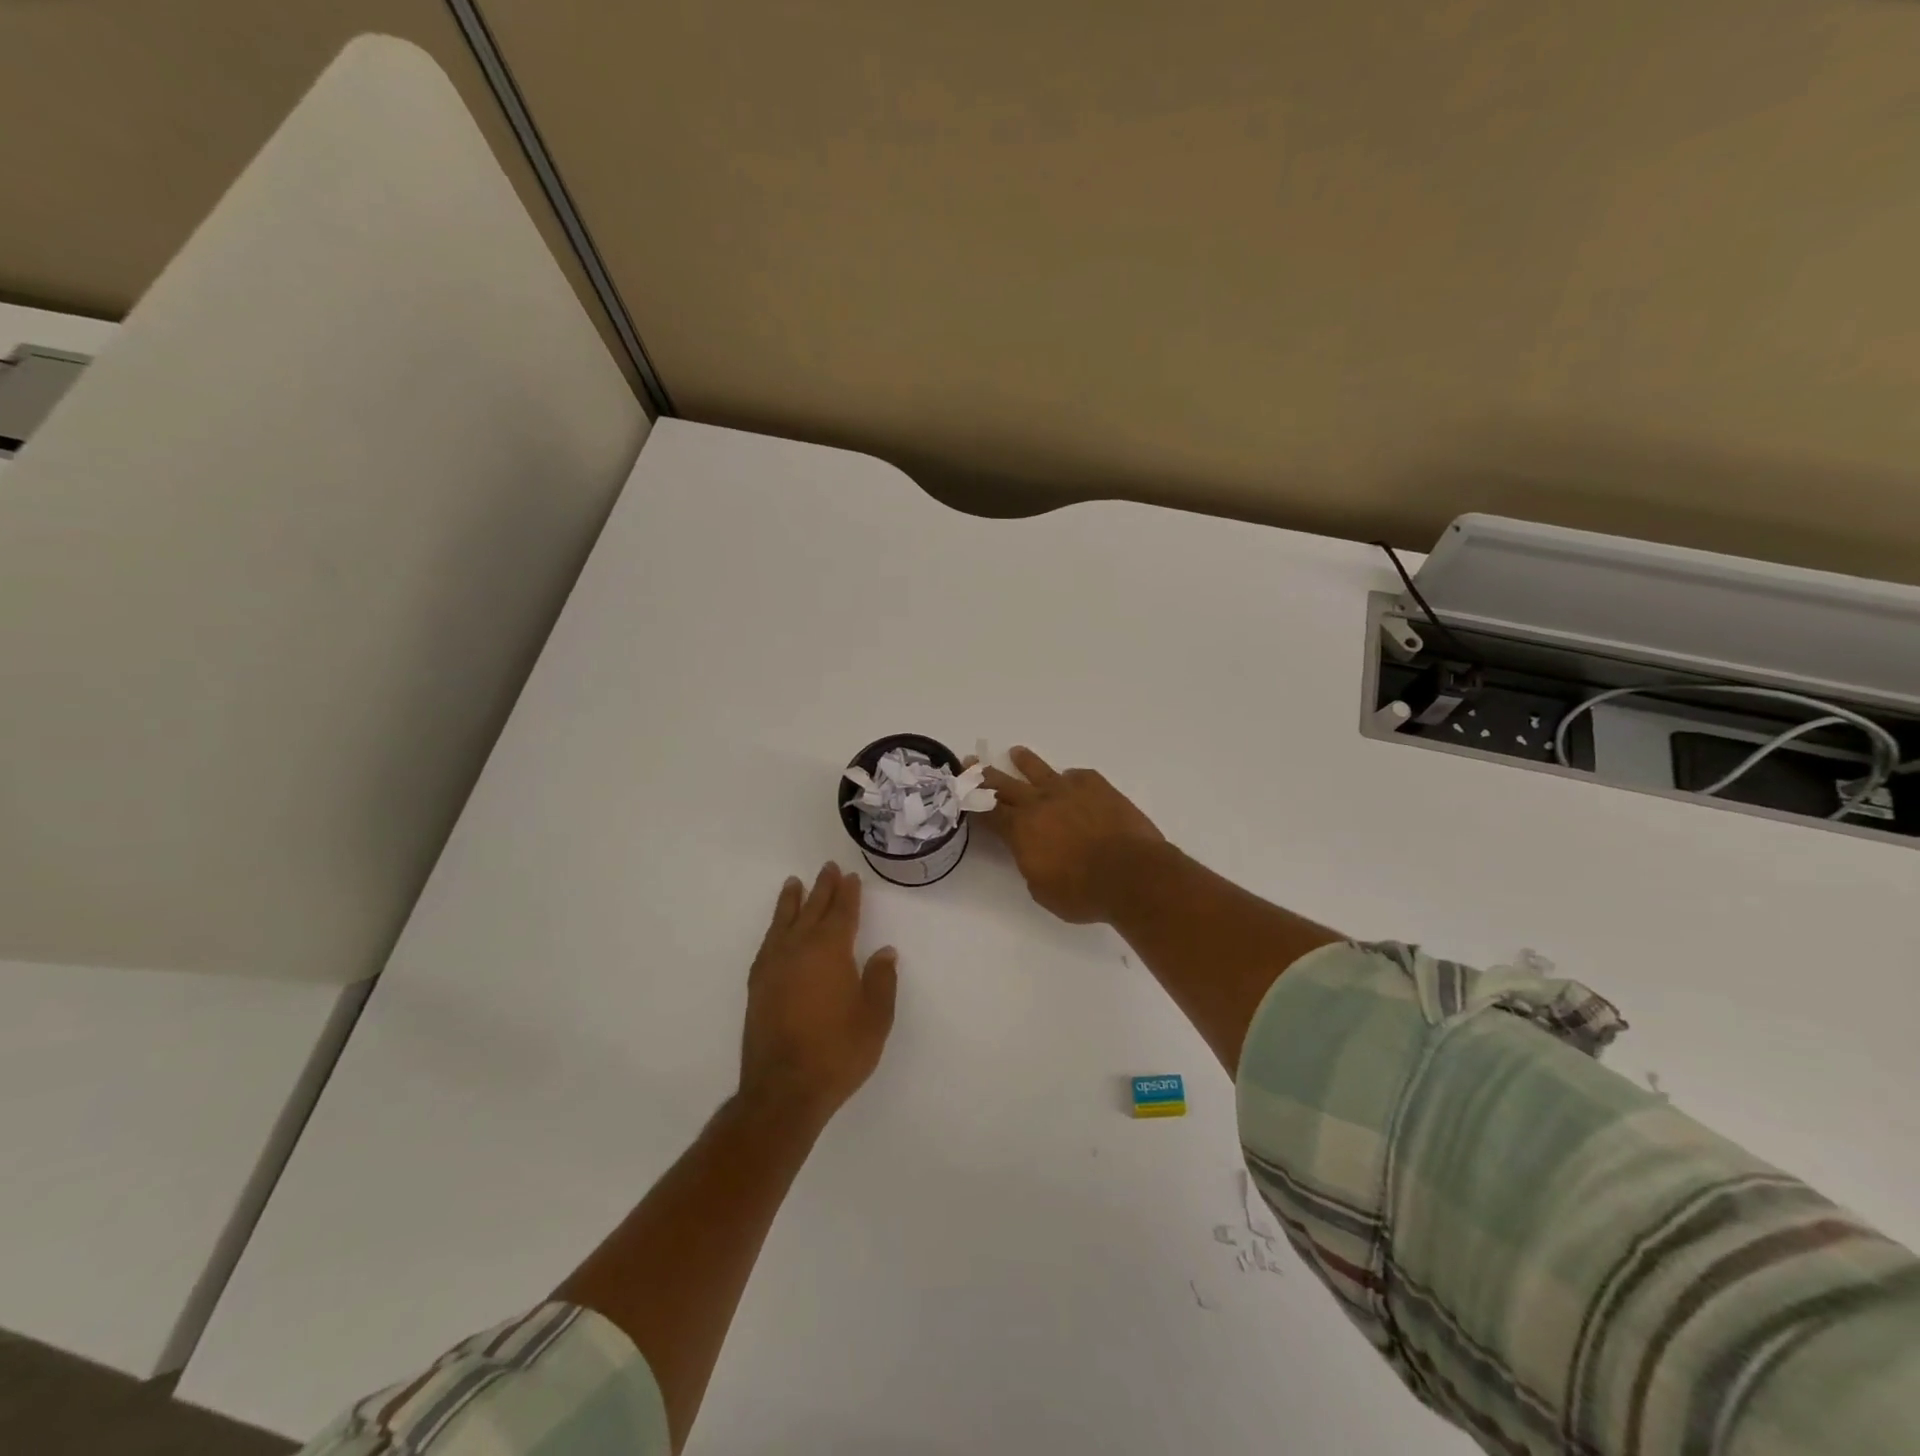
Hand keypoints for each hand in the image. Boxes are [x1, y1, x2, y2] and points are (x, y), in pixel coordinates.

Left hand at [739, 863, 897, 1126]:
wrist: (784, 1090)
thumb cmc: (838, 1052)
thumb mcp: (875, 1018)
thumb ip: (880, 981)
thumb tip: (884, 952)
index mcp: (830, 951)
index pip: (841, 913)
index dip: (847, 894)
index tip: (850, 877)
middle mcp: (798, 949)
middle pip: (812, 909)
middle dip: (822, 888)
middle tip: (828, 868)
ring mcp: (774, 966)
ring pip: (784, 922)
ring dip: (792, 901)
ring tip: (794, 884)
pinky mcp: (757, 986)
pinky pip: (768, 943)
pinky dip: (775, 928)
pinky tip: (778, 931)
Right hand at [980, 747, 1164, 923]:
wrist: (1131, 874)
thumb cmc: (1082, 893)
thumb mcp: (1043, 890)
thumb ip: (1031, 865)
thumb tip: (1033, 852)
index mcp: (1020, 830)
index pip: (988, 812)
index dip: (972, 801)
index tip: (960, 790)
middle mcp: (1039, 804)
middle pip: (1005, 784)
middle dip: (984, 774)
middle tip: (971, 760)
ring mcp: (1069, 791)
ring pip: (1040, 771)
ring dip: (1025, 762)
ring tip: (1016, 752)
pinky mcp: (1098, 787)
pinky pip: (1078, 776)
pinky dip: (1070, 777)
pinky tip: (1070, 778)